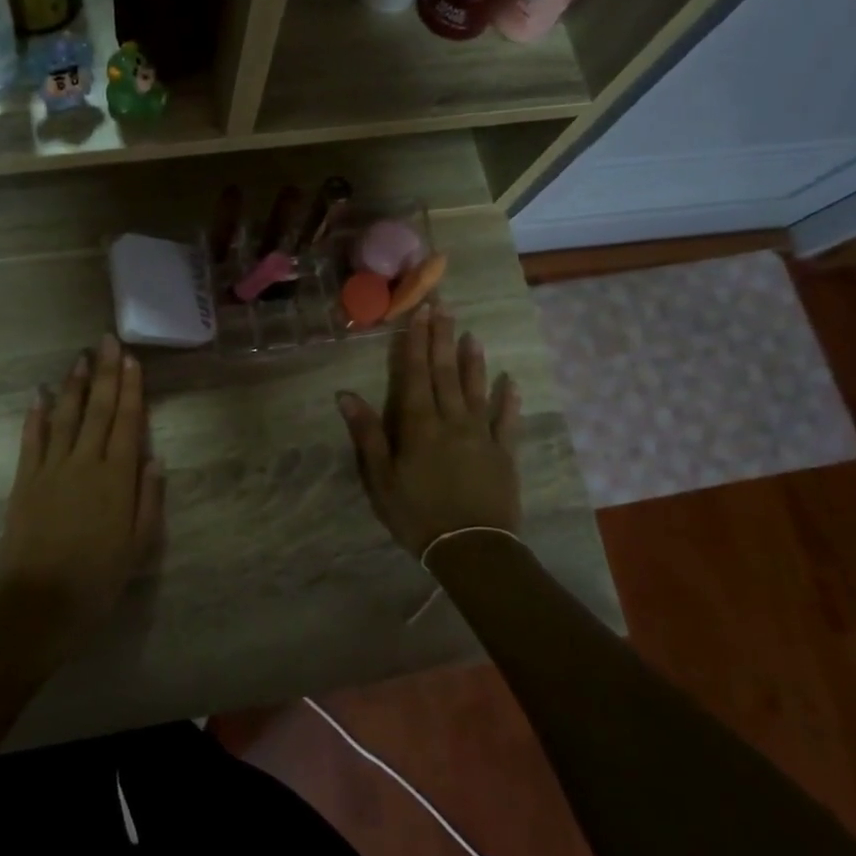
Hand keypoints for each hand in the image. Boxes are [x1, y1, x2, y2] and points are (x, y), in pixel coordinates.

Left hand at [0, 336, 163, 661]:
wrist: (39, 605)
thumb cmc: (98, 580)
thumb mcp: (140, 546)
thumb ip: (148, 499)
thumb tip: (154, 458)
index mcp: (117, 478)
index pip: (127, 422)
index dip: (131, 389)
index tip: (132, 360)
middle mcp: (84, 463)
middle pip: (98, 410)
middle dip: (105, 373)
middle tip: (107, 340)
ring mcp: (50, 469)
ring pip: (65, 417)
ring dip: (73, 385)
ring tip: (80, 357)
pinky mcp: (24, 481)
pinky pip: (31, 440)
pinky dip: (36, 415)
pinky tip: (39, 394)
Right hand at [336, 305, 520, 557]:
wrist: (471, 548)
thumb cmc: (417, 514)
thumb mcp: (380, 479)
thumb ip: (367, 434)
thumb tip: (345, 395)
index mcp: (419, 425)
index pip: (416, 374)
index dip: (416, 342)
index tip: (420, 312)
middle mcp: (452, 421)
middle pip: (445, 373)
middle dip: (443, 338)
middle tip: (445, 307)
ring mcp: (481, 435)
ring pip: (476, 390)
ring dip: (473, 361)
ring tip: (472, 334)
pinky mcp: (504, 454)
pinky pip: (506, 421)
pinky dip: (508, 400)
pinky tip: (510, 381)